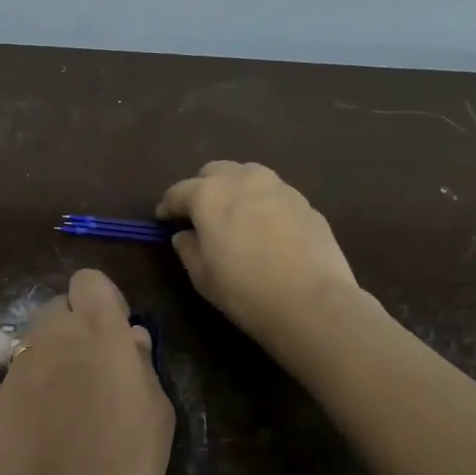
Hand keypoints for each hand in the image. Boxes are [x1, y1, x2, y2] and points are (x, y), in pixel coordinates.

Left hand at [0, 269, 174, 474]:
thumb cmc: (131, 462)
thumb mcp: (158, 410)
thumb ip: (140, 363)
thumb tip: (129, 340)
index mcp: (98, 330)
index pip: (88, 280)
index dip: (102, 301)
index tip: (114, 332)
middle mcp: (51, 337)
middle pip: (56, 308)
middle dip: (73, 329)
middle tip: (91, 371)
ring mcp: (16, 369)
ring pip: (34, 347)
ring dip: (50, 362)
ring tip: (67, 411)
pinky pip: (16, 385)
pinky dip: (29, 399)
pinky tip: (42, 439)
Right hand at [157, 161, 360, 356]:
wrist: (312, 302)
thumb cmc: (245, 291)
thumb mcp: (202, 276)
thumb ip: (188, 249)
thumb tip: (184, 235)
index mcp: (209, 194)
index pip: (179, 191)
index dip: (168, 206)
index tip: (163, 219)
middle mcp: (243, 180)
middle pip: (215, 172)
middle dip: (202, 188)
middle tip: (200, 214)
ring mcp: (279, 187)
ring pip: (248, 176)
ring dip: (235, 189)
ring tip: (234, 216)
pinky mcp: (305, 202)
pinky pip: (274, 194)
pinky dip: (262, 204)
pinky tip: (266, 230)